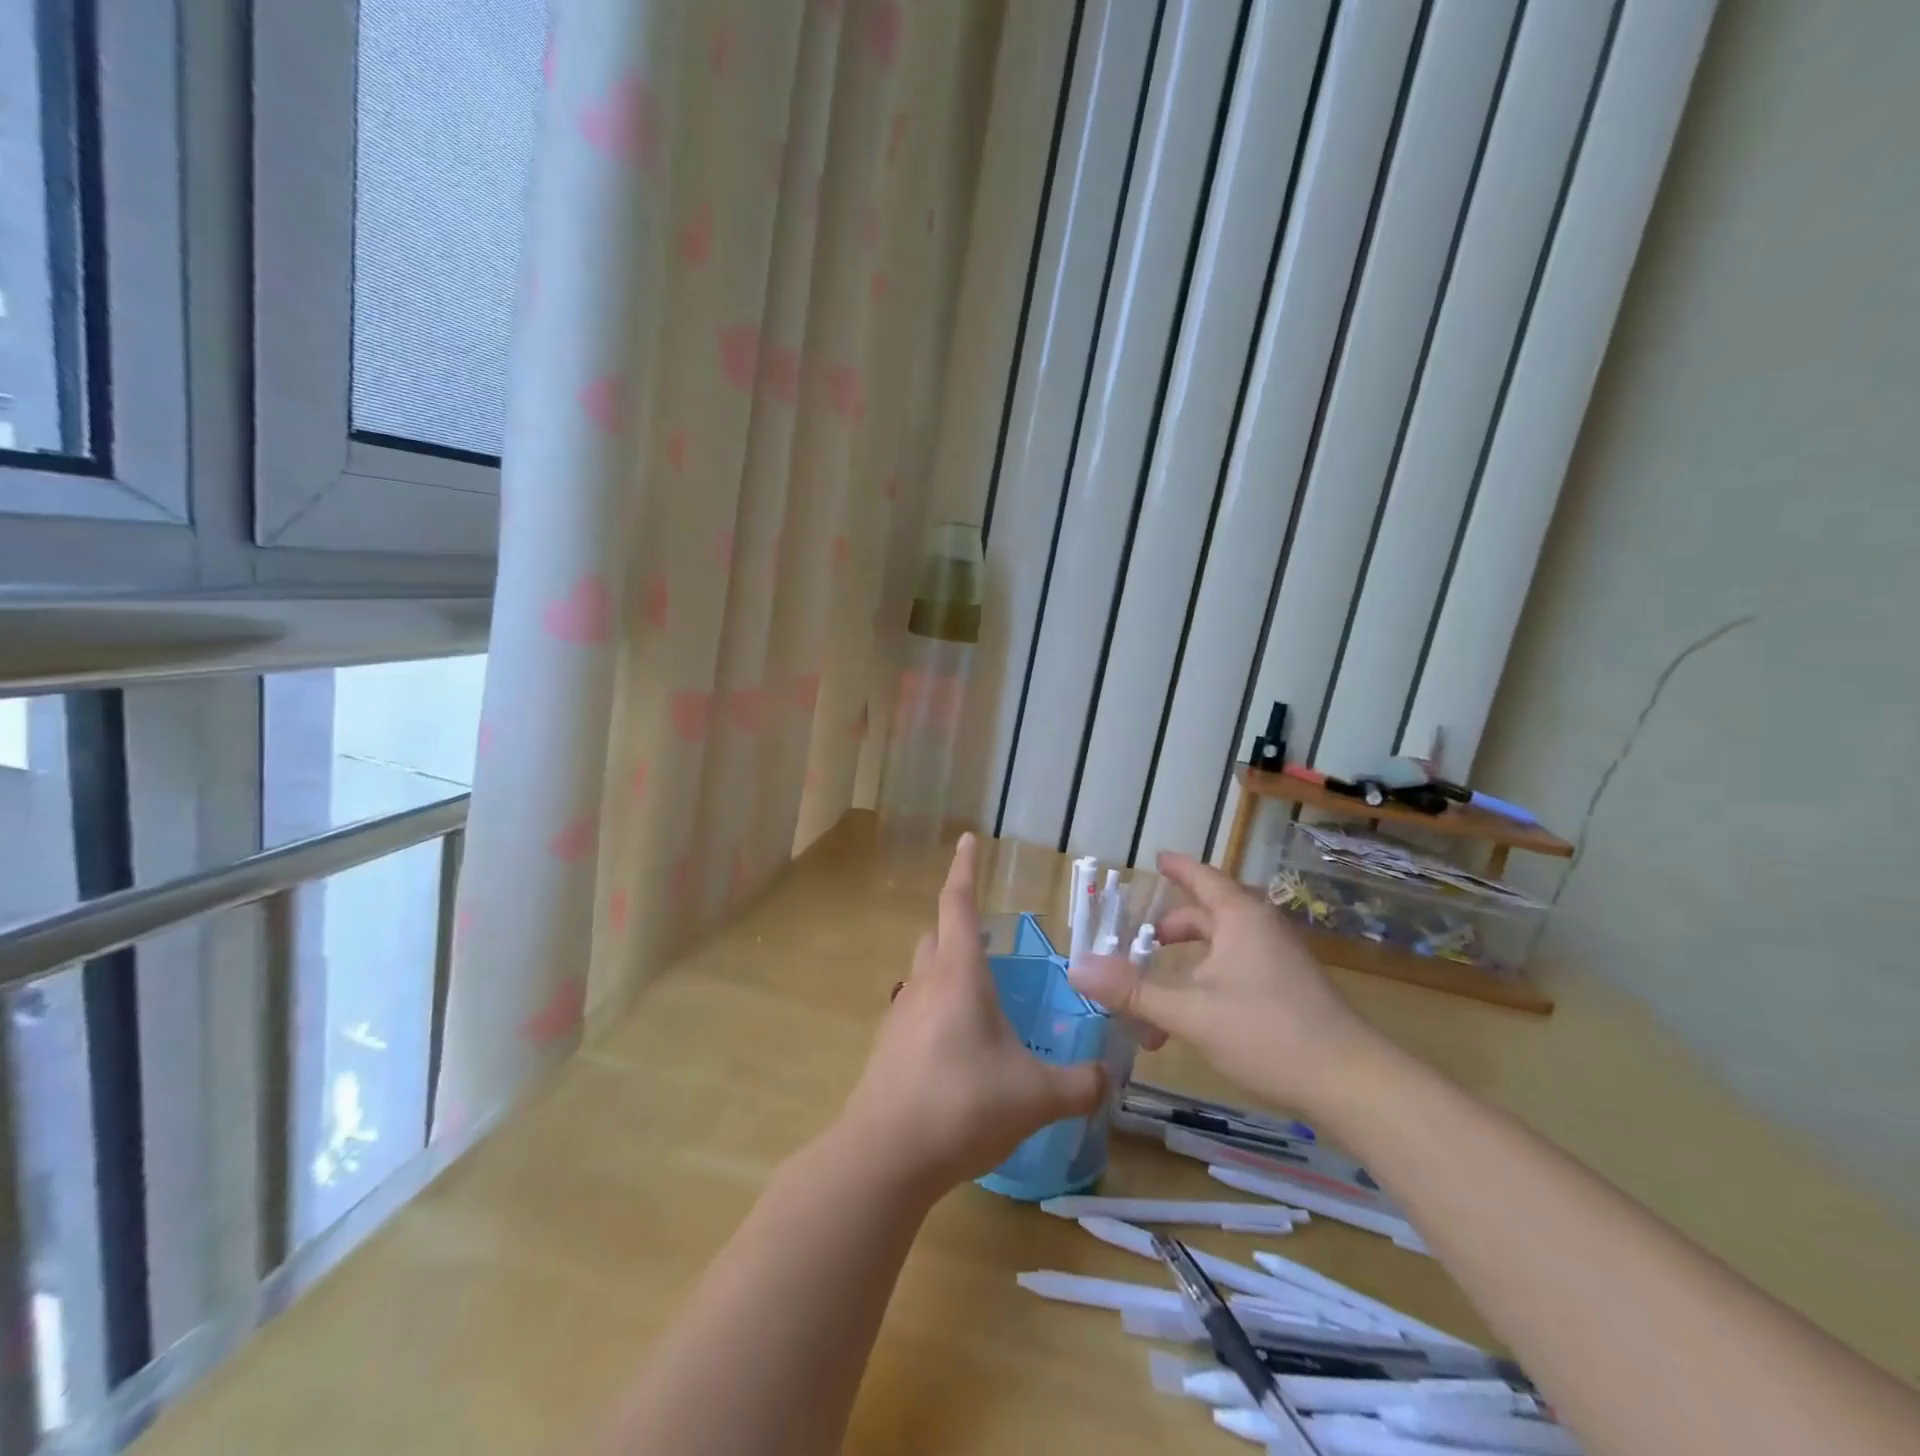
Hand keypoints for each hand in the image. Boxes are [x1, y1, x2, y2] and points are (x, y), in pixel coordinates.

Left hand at [839, 833, 1105, 1196]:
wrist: (884, 1155)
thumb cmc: (962, 1105)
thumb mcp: (1035, 1096)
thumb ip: (1079, 1084)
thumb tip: (1107, 1077)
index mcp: (959, 974)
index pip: (958, 903)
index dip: (965, 868)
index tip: (967, 839)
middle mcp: (925, 983)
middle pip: (937, 934)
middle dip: (958, 924)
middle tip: (988, 935)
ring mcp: (900, 1014)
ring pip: (923, 971)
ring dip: (947, 968)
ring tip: (980, 994)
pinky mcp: (888, 1047)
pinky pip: (915, 1008)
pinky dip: (936, 1008)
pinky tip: (958, 1045)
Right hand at [1066, 851, 1381, 1115]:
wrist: (1353, 1084)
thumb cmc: (1268, 1032)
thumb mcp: (1191, 1012)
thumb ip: (1132, 991)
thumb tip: (1077, 969)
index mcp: (1240, 918)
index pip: (1201, 877)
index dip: (1176, 867)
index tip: (1156, 858)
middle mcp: (1260, 930)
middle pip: (1206, 916)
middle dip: (1169, 932)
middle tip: (1138, 944)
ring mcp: (1279, 961)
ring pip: (1219, 952)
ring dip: (1183, 971)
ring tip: (1153, 1003)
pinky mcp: (1289, 991)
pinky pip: (1235, 974)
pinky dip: (1205, 987)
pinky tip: (1190, 1025)